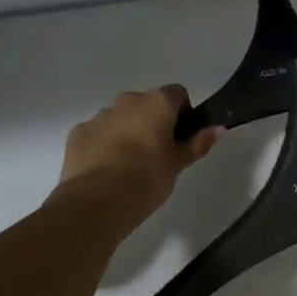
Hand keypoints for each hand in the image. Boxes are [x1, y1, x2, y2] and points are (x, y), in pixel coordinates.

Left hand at [56, 86, 222, 227]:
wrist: (97, 202)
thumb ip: (198, 143)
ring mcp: (99, 116)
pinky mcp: (77, 134)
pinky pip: (96, 133)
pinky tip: (105, 171)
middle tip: (156, 154)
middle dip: (151, 122)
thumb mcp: (178, 164)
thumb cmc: (147, 179)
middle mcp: (127, 101)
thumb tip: (219, 128)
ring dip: (126, 133)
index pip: (177, 94)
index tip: (180, 138)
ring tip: (128, 166)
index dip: (182, 113)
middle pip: (146, 104)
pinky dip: (102, 145)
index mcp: (156, 103)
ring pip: (119, 118)